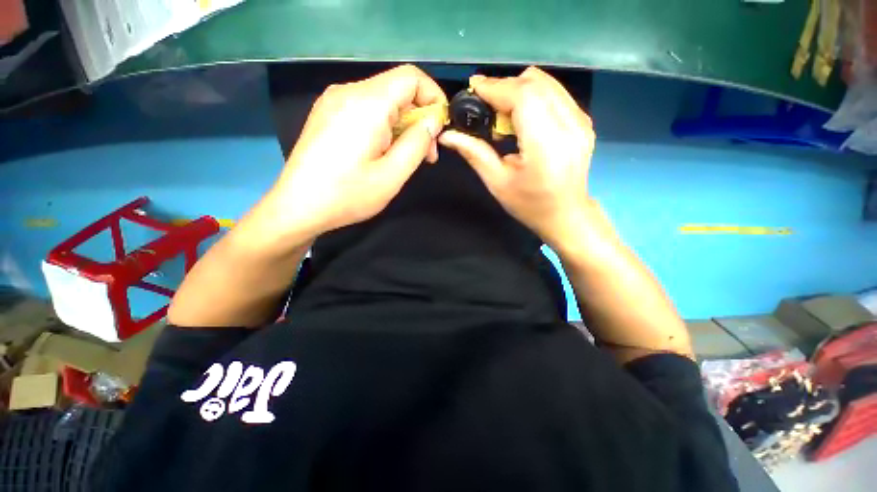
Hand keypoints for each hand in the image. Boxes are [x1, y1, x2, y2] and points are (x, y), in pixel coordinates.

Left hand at [265, 65, 446, 242]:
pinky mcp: (327, 113)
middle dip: (419, 118)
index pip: (412, 77)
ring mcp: (334, 101)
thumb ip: (417, 144)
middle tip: (426, 154)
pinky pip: (366, 109)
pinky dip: (384, 125)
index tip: (439, 129)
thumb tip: (432, 122)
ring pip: (383, 100)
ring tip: (405, 157)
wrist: (298, 207)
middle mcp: (348, 92)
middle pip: (397, 89)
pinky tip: (383, 151)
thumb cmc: (348, 195)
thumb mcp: (392, 175)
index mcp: (367, 104)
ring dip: (402, 124)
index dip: (433, 98)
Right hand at [438, 66, 594, 248]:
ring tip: (503, 117)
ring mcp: (581, 120)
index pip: (523, 97)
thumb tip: (448, 135)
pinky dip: (533, 98)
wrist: (566, 214)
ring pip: (546, 84)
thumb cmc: (529, 205)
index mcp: (546, 146)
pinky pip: (555, 94)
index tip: (473, 88)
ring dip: (519, 91)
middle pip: (535, 83)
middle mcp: (570, 126)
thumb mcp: (497, 183)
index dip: (496, 87)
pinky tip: (522, 120)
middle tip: (486, 107)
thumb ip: (474, 154)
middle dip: (505, 87)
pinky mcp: (584, 120)